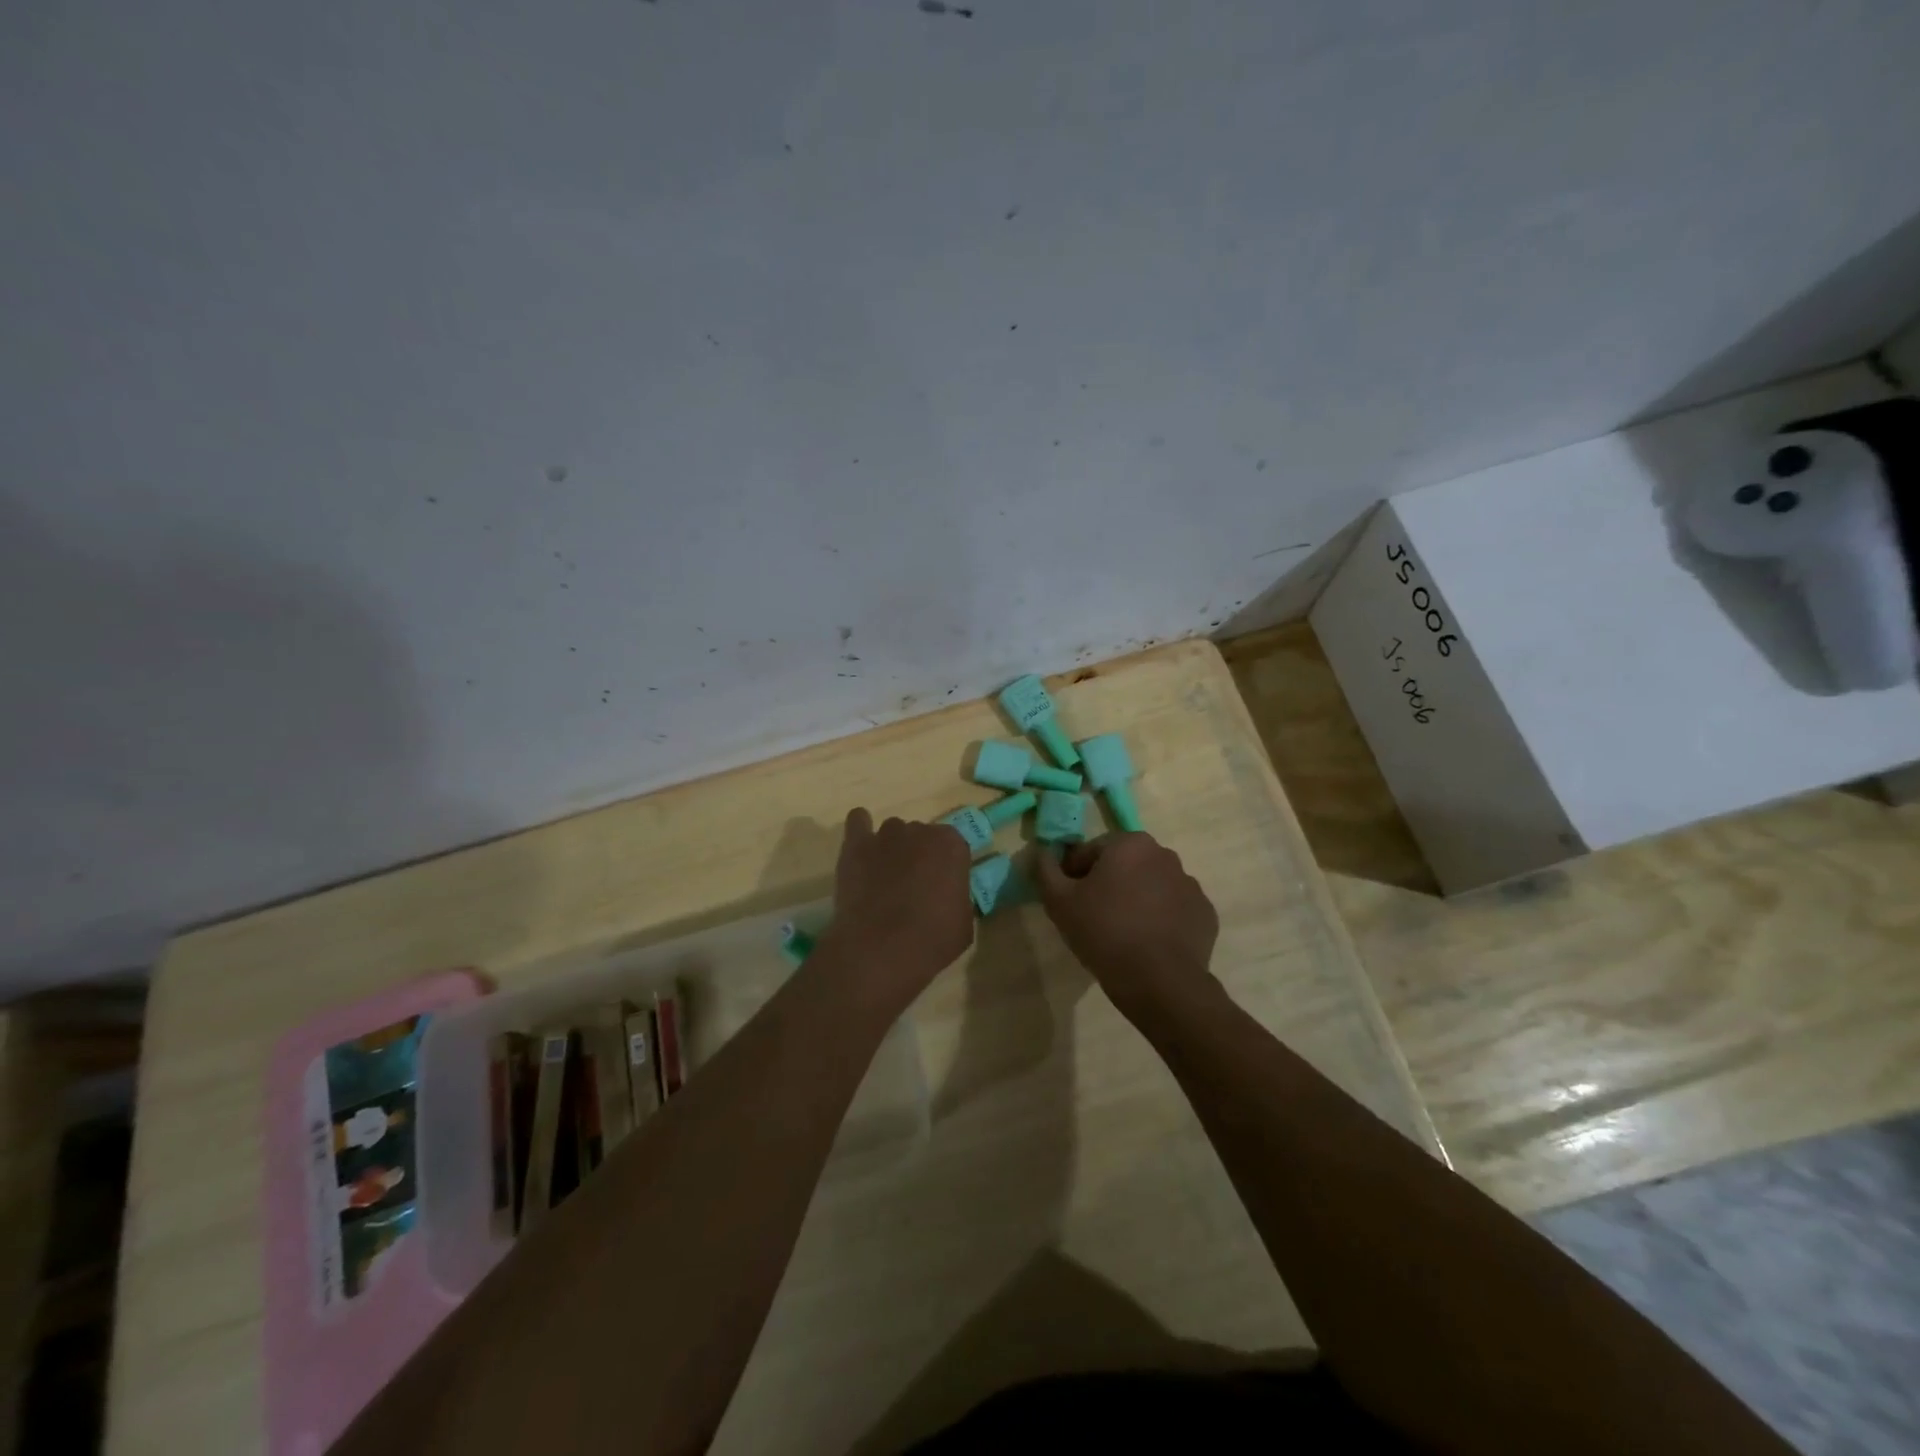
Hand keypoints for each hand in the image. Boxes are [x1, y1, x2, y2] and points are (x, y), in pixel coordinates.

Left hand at [818, 808, 973, 1013]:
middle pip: (922, 836)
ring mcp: (886, 834)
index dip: (946, 868)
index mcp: (952, 845)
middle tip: (913, 887)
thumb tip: (948, 896)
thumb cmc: (932, 939)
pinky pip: (858, 820)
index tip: (941, 888)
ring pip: (893, 832)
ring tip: (884, 878)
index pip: (953, 847)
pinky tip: (861, 848)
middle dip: (919, 856)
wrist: (882, 948)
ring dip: (892, 848)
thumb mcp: (964, 922)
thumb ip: (958, 897)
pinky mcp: (856, 844)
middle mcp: (920, 830)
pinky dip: (861, 829)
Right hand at [1035, 833, 1218, 1012]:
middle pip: (1124, 865)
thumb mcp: (1059, 902)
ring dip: (1136, 899)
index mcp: (1130, 844)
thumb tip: (1041, 852)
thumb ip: (1045, 870)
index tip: (1069, 901)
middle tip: (1093, 917)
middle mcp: (1164, 854)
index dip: (1074, 874)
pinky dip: (1161, 919)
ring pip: (1151, 886)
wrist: (1160, 982)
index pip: (1091, 851)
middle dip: (1108, 884)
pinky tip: (1148, 944)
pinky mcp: (1205, 913)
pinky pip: (1174, 909)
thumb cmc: (1104, 932)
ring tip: (1122, 934)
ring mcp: (1190, 884)